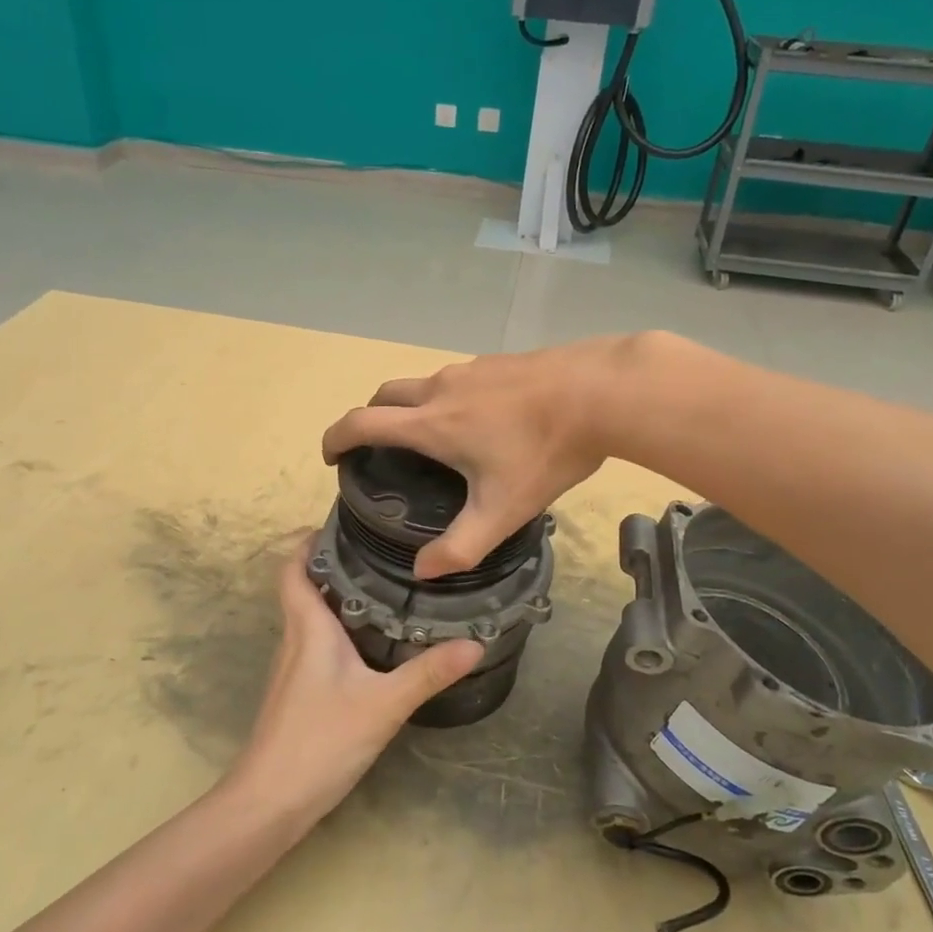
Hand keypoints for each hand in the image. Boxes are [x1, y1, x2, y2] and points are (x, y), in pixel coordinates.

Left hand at [227, 545, 483, 826]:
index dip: (308, 541)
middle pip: (307, 587)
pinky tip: (372, 646)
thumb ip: (428, 673)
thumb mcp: (383, 704)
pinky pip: (317, 645)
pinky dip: (341, 631)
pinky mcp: (298, 693)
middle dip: (338, 565)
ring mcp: (293, 668)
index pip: (293, 568)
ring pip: (313, 617)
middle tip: (384, 553)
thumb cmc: (320, 740)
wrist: (269, 802)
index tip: (342, 524)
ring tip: (387, 588)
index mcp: (308, 627)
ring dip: (341, 598)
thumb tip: (474, 643)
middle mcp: (295, 639)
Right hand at [320, 337, 629, 577]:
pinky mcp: (497, 361)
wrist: (600, 391)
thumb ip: (460, 548)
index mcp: (430, 423)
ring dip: (410, 408)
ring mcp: (470, 369)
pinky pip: (456, 379)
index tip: (332, 456)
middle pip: (384, 395)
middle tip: (377, 449)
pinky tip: (480, 421)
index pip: (361, 422)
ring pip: (422, 384)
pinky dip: (446, 398)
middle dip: (370, 418)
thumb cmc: (545, 451)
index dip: (336, 437)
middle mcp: (440, 389)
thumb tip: (422, 570)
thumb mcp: (503, 510)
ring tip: (432, 440)